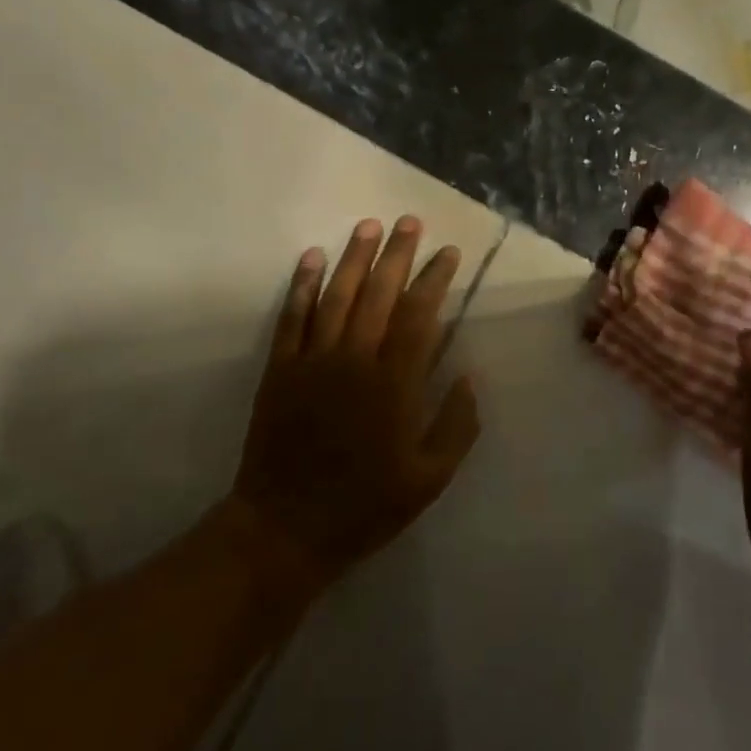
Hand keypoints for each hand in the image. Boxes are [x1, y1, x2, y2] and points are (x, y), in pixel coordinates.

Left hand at [231, 216, 480, 589]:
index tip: (447, 252)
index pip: (420, 315)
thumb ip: (456, 425)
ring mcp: (313, 361)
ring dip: (354, 258)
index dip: (435, 279)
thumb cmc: (365, 506)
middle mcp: (354, 361)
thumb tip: (470, 376)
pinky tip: (312, 258)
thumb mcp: (429, 479)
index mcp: (395, 384)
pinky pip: (292, 318)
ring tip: (368, 226)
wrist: (285, 529)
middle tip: (409, 221)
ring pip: (336, 296)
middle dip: (397, 254)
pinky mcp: (280, 370)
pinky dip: (302, 286)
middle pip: (379, 294)